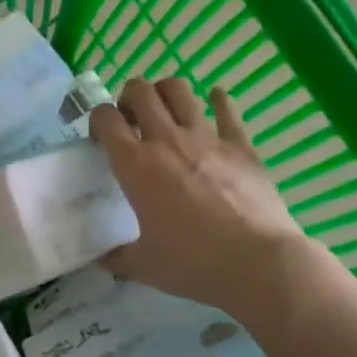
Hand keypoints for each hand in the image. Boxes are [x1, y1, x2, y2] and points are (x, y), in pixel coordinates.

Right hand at [90, 77, 311, 314]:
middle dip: (129, 97)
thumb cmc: (194, 264)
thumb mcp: (144, 266)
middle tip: (133, 120)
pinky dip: (219, 101)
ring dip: (166, 92)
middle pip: (139, 91)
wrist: (258, 263)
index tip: (101, 138)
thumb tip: (100, 260)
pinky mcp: (240, 144)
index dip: (97, 120)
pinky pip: (227, 109)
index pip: (105, 118)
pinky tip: (216, 101)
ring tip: (166, 111)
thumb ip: (116, 258)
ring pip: (179, 89)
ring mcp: (206, 137)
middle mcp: (166, 140)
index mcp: (136, 165)